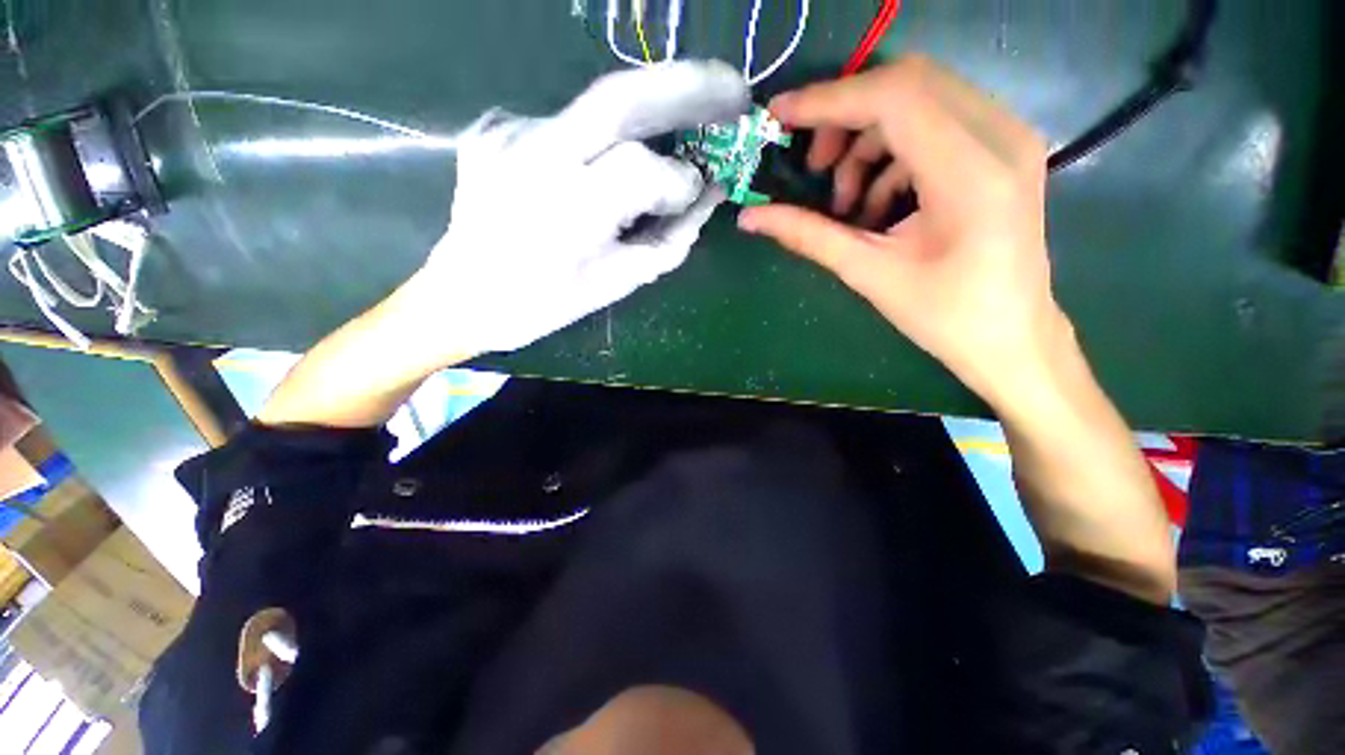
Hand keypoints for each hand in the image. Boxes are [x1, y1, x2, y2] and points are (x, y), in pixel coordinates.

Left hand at [416, 61, 748, 356]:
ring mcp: (509, 131)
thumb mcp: (616, 283)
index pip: (640, 168)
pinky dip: (600, 138)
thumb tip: (708, 196)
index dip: (679, 179)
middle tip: (735, 90)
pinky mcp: (497, 126)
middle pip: (620, 97)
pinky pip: (567, 123)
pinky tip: (604, 162)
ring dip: (649, 111)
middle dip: (689, 86)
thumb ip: (669, 239)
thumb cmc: (543, 304)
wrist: (460, 296)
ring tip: (687, 118)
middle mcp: (532, 155)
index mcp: (564, 211)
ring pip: (596, 107)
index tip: (699, 190)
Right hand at [738, 56, 1062, 404]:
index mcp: (971, 174)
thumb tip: (750, 217)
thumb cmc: (943, 316)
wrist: (1011, 338)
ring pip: (920, 98)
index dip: (828, 100)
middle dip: (845, 116)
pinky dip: (893, 153)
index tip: (779, 117)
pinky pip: (935, 123)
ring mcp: (1009, 137)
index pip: (893, 98)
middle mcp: (1001, 136)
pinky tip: (878, 203)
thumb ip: (807, 236)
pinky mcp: (1003, 148)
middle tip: (815, 168)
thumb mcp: (867, 274)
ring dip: (867, 140)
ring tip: (845, 201)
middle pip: (907, 83)